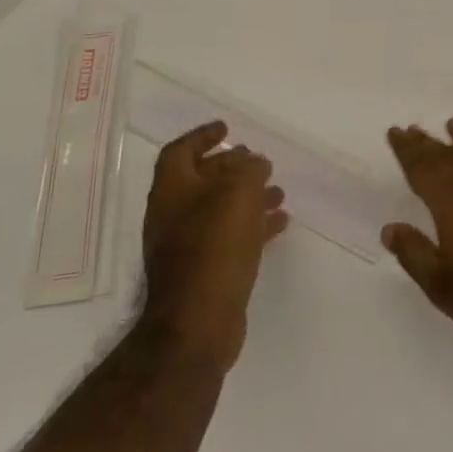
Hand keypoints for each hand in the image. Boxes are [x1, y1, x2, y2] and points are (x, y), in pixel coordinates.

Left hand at [140, 121, 288, 371]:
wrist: (197, 324)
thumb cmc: (214, 248)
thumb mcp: (238, 194)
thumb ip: (249, 170)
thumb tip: (254, 163)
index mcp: (172, 190)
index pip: (180, 151)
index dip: (202, 136)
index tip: (227, 128)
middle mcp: (173, 215)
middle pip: (202, 179)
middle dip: (231, 167)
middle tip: (258, 161)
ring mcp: (186, 246)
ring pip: (220, 209)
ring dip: (248, 196)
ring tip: (279, 192)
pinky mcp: (204, 271)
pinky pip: (230, 237)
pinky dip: (253, 225)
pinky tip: (280, 224)